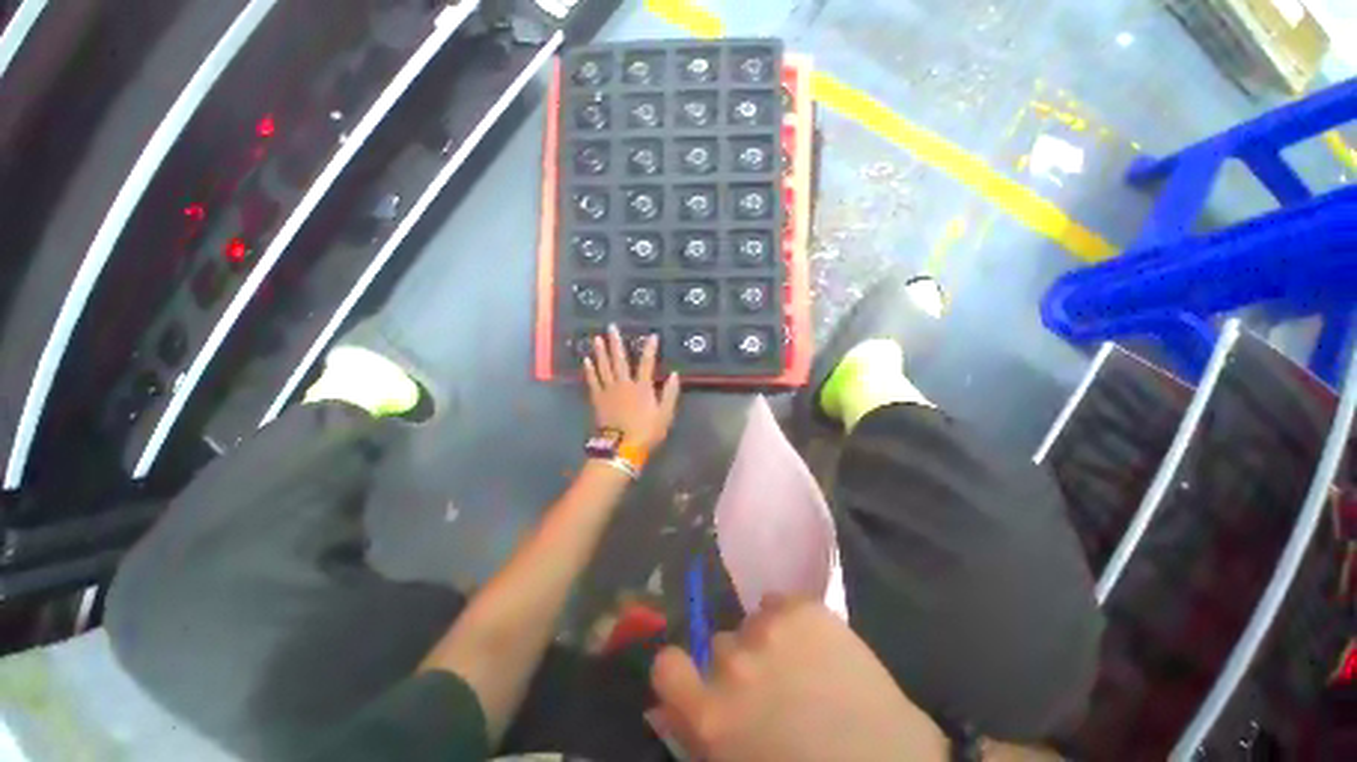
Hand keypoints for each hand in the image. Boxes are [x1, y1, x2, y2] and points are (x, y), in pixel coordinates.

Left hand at [583, 324, 680, 449]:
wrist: (621, 448)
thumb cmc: (646, 432)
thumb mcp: (665, 415)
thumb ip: (670, 393)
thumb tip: (674, 374)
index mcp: (642, 387)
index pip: (647, 363)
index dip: (650, 349)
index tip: (652, 335)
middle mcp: (624, 384)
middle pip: (620, 360)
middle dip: (616, 342)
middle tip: (611, 327)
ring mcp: (609, 390)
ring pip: (604, 367)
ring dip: (601, 352)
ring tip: (597, 338)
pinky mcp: (597, 399)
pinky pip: (592, 381)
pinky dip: (589, 370)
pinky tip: (586, 360)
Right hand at [650, 596, 948, 761]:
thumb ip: (708, 731)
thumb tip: (683, 707)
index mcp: (712, 713)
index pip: (667, 667)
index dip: (680, 672)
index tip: (696, 680)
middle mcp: (733, 662)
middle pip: (719, 644)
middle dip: (738, 665)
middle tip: (772, 690)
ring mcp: (770, 630)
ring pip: (752, 621)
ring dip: (767, 642)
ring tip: (802, 666)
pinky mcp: (805, 609)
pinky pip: (779, 602)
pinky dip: (790, 620)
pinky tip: (816, 645)